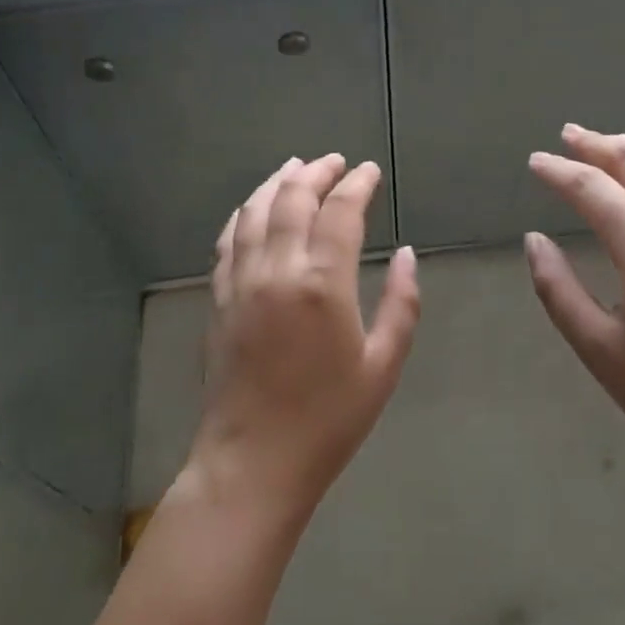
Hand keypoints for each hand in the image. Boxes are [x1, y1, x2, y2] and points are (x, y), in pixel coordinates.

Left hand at [185, 154, 420, 522]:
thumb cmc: (328, 420)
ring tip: (295, 167)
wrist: (253, 463)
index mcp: (322, 284)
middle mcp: (277, 270)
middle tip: (335, 161)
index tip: (369, 171)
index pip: (340, 212)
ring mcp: (242, 282)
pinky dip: (243, 213)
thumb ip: (400, 304)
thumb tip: (406, 255)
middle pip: (293, 199)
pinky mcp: (219, 298)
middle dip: (316, 172)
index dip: (356, 184)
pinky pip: (228, 240)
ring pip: (255, 211)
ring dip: (277, 182)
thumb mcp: (382, 366)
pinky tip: (253, 207)